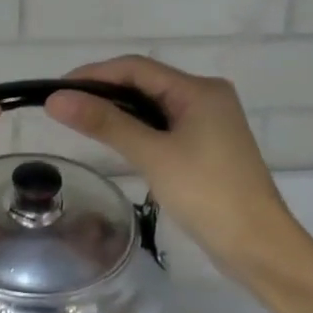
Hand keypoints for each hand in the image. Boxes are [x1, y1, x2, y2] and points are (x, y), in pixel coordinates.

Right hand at [46, 56, 293, 278]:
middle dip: (103, 91)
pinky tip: (114, 140)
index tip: (55, 90)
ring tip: (79, 122)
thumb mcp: (152, 155)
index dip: (93, 74)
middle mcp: (206, 97)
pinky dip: (136, 129)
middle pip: (145, 83)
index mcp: (199, 90)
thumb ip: (105, 123)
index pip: (136, 68)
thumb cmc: (206, 193)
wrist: (257, 245)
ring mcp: (208, 123)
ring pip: (153, 106)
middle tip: (62, 108)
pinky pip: (163, 126)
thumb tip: (56, 99)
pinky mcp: (205, 147)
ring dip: (118, 111)